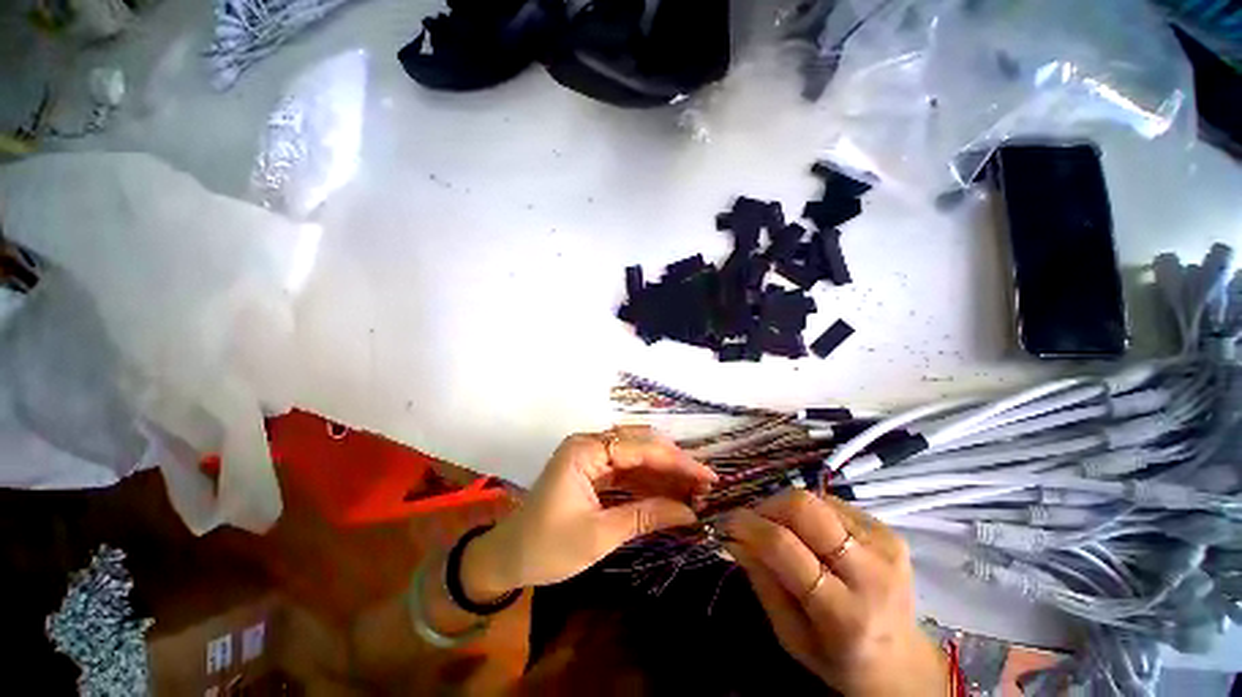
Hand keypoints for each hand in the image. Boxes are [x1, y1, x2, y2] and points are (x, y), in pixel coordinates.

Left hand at [461, 426, 716, 600]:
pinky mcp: (593, 471)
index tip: (708, 475)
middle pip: (640, 446)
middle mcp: (590, 445)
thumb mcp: (599, 535)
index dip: (676, 462)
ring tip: (695, 489)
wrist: (508, 558)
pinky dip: (649, 482)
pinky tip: (671, 492)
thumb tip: (690, 513)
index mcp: (585, 450)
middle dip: (674, 463)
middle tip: (704, 483)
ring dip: (664, 472)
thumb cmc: (547, 547)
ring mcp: (591, 457)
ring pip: (636, 458)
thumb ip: (645, 517)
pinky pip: (627, 471)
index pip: (640, 449)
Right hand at [722, 490, 947, 696]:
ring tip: (781, 528)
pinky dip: (810, 512)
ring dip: (786, 507)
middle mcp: (870, 574)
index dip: (750, 525)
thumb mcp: (790, 635)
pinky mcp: (889, 531)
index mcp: (843, 614)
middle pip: (804, 507)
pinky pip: (833, 503)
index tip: (730, 522)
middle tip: (754, 520)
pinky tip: (811, 534)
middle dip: (768, 505)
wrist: (902, 662)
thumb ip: (762, 582)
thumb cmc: (838, 658)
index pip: (784, 547)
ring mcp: (885, 546)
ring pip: (816, 499)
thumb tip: (734, 536)